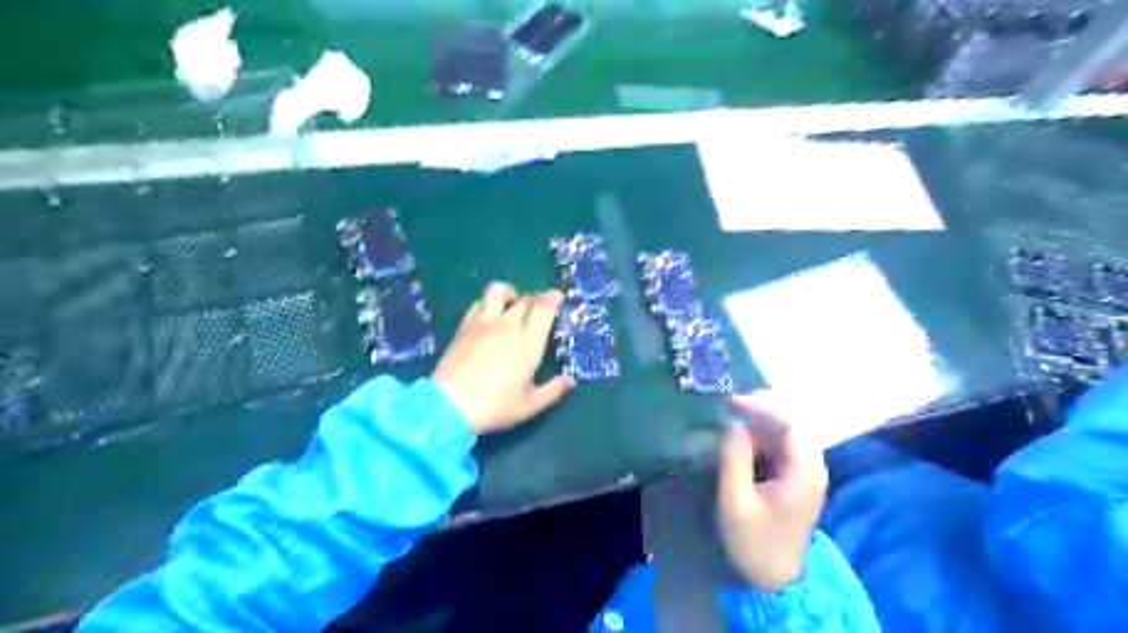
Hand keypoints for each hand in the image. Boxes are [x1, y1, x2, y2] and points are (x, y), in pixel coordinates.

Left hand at [434, 282, 574, 435]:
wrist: (450, 405)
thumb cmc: (496, 406)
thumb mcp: (530, 405)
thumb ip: (553, 390)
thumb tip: (570, 381)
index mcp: (529, 341)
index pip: (544, 308)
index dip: (552, 298)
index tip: (557, 296)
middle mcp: (508, 325)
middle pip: (525, 299)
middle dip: (535, 299)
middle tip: (538, 308)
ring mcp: (483, 322)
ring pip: (498, 290)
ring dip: (509, 293)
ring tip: (511, 304)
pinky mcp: (464, 326)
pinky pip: (478, 302)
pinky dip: (487, 303)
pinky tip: (488, 316)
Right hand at [713, 392, 826, 592]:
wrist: (774, 580)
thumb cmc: (754, 543)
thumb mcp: (735, 502)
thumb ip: (734, 459)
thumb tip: (732, 423)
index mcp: (804, 473)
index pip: (790, 425)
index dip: (762, 407)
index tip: (731, 401)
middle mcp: (811, 466)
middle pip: (791, 423)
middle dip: (761, 408)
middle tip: (729, 403)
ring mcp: (805, 471)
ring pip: (785, 431)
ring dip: (759, 420)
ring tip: (730, 415)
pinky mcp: (794, 476)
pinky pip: (780, 444)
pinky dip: (760, 434)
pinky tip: (740, 436)